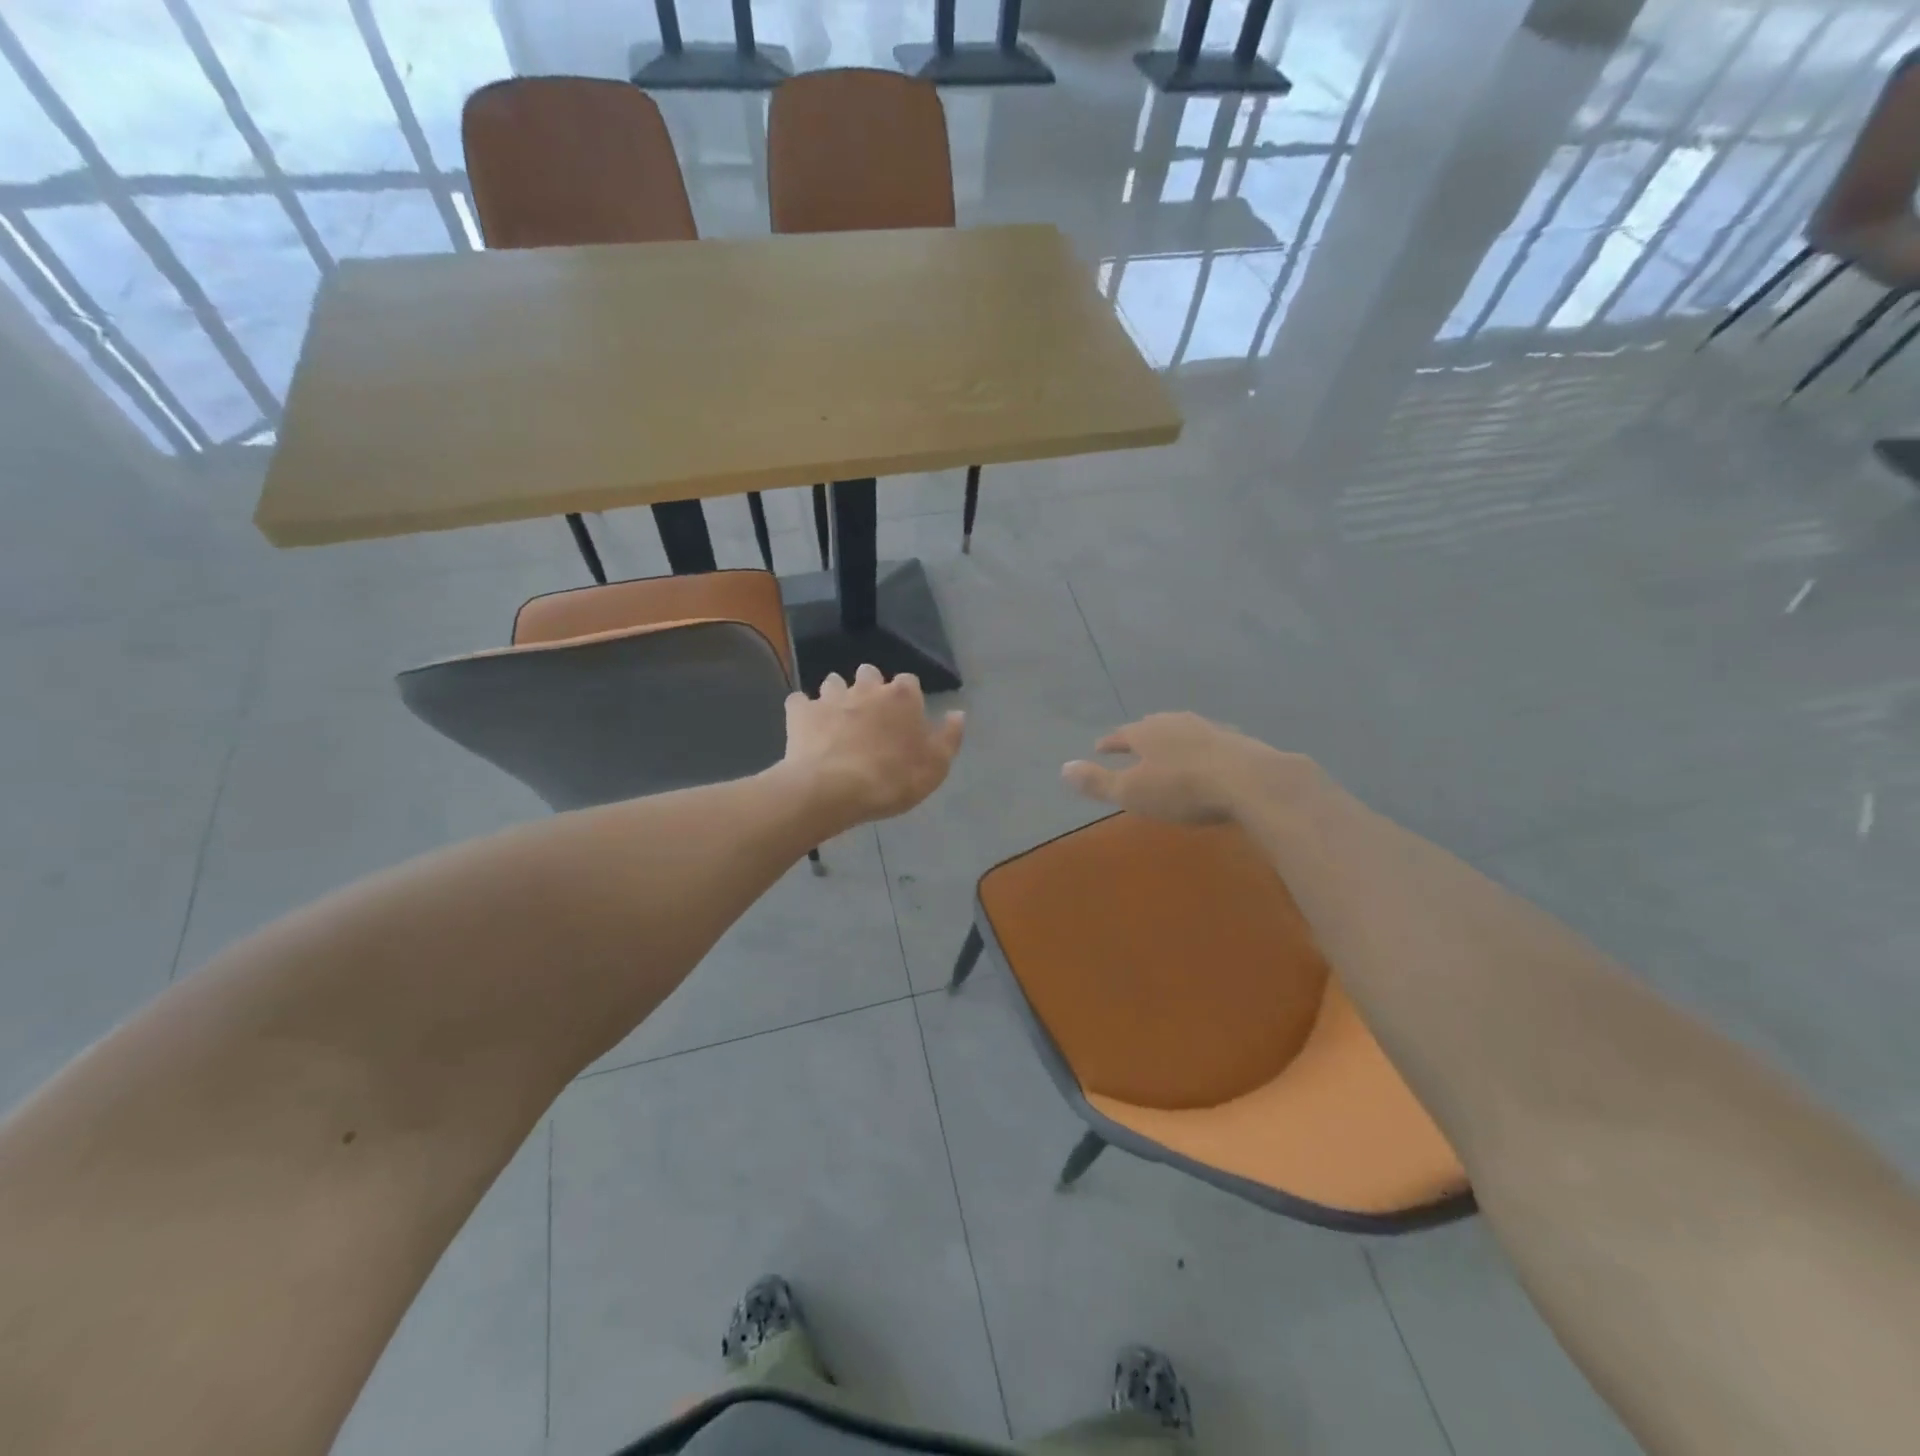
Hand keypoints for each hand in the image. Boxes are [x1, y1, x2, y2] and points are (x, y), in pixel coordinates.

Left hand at [783, 665, 964, 829]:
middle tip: (871, 714)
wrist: (833, 790)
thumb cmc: (892, 779)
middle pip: (869, 674)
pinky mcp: (801, 713)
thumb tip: (957, 713)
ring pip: (833, 682)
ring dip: (837, 695)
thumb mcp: (936, 766)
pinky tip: (805, 725)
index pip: (909, 682)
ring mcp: (831, 698)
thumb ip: (949, 737)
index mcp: (902, 697)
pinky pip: (799, 702)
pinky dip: (803, 710)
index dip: (908, 698)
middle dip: (870, 687)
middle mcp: (866, 688)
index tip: (906, 717)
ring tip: (838, 718)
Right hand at [1061, 712, 1311, 823]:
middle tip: (1132, 744)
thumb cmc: (1182, 789)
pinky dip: (1200, 749)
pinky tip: (1206, 758)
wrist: (1250, 780)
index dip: (1109, 743)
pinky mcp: (1236, 740)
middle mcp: (1175, 722)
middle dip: (1140, 736)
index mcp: (1146, 732)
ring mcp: (1208, 728)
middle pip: (1151, 727)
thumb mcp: (1132, 792)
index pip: (1120, 735)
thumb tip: (1062, 768)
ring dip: (1171, 740)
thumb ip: (1098, 782)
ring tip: (1168, 749)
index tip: (1099, 748)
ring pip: (1182, 730)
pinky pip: (1209, 741)